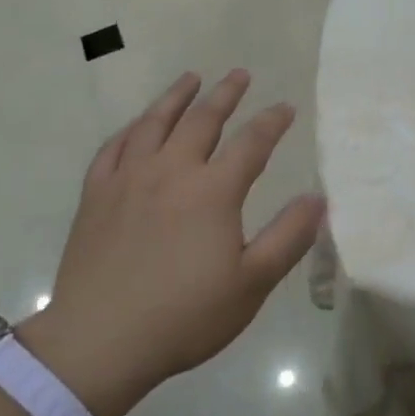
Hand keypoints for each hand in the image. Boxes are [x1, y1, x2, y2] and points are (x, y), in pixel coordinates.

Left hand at [22, 70, 323, 415]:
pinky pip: (112, 148)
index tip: (286, 107)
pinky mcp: (96, 196)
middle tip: (239, 74)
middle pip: (202, 120)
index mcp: (212, 192)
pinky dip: (130, 130)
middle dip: (225, 94)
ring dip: (176, 97)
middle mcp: (171, 172)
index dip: (272, 122)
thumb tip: (318, 197)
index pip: (251, 143)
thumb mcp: (252, 283)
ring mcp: (127, 180)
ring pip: (154, 123)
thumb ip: (289, 236)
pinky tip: (136, 126)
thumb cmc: (185, 316)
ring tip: (191, 78)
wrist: (100, 341)